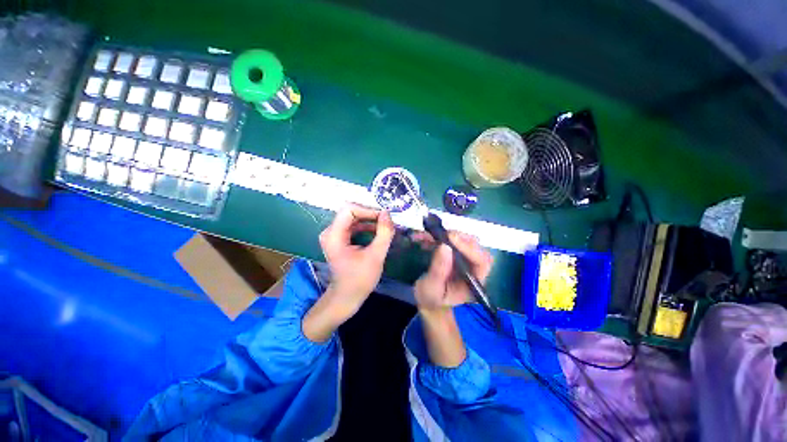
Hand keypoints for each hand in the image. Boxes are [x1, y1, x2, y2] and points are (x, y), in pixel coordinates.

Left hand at [318, 205, 395, 316]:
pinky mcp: (339, 239)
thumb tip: (387, 213)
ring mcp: (334, 235)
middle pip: (351, 212)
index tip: (384, 217)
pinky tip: (378, 231)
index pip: (349, 209)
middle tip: (387, 220)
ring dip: (370, 220)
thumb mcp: (376, 256)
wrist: (347, 296)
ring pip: (353, 218)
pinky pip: (353, 225)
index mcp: (334, 235)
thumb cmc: (360, 279)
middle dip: (370, 214)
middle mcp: (330, 231)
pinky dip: (366, 226)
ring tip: (386, 225)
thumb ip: (384, 233)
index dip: (368, 210)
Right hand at [413, 232, 493, 313]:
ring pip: (464, 240)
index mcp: (474, 282)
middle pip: (475, 247)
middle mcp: (473, 268)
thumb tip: (445, 246)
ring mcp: (465, 259)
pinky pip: (451, 240)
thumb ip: (438, 270)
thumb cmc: (432, 299)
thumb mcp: (432, 288)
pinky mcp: (455, 253)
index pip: (481, 261)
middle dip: (458, 238)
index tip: (450, 238)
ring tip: (427, 235)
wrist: (428, 300)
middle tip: (440, 234)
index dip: (469, 248)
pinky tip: (425, 238)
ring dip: (446, 235)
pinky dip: (438, 236)